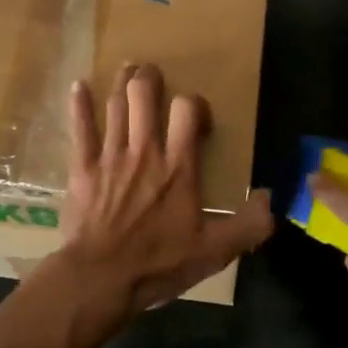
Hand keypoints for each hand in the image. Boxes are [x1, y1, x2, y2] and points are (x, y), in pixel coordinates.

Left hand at [57, 64, 273, 321]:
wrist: (101, 278)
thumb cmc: (159, 263)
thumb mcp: (214, 252)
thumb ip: (248, 225)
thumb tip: (270, 198)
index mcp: (178, 166)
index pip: (187, 111)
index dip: (193, 103)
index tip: (194, 115)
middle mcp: (144, 150)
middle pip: (144, 96)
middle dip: (148, 78)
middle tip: (151, 72)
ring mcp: (110, 156)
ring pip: (115, 106)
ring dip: (121, 83)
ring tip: (127, 69)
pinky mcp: (82, 168)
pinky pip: (80, 129)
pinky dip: (78, 105)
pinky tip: (77, 86)